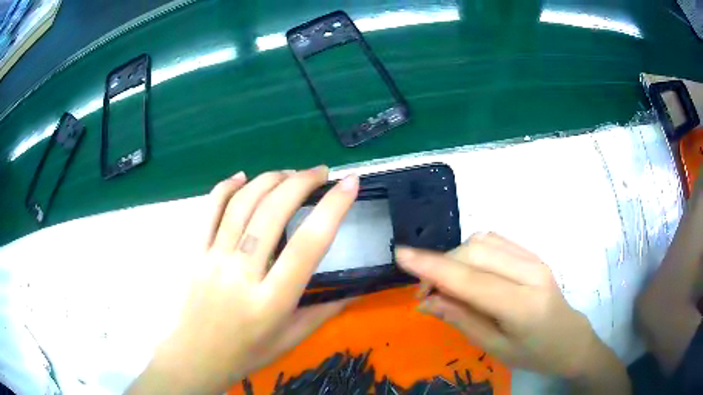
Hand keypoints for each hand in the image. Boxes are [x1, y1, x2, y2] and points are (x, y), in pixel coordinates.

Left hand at [127, 166, 358, 394]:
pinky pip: (209, 211)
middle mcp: (241, 274)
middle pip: (271, 213)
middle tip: (320, 172)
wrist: (196, 356)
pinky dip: (226, 187)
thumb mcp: (291, 339)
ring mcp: (213, 259)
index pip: (308, 246)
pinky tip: (243, 176)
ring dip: (269, 179)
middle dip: (300, 182)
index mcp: (271, 301)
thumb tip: (355, 288)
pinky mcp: (195, 253)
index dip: (332, 208)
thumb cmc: (247, 352)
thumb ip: (324, 311)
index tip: (349, 183)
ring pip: (241, 205)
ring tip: (289, 172)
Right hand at [395, 233, 629, 392]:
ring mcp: (534, 258)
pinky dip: (472, 251)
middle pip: (474, 251)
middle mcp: (530, 272)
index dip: (432, 266)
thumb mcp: (495, 348)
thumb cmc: (533, 353)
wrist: (569, 339)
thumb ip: (462, 320)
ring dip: (455, 257)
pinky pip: (494, 240)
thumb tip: (427, 300)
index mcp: (522, 305)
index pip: (471, 279)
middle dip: (441, 265)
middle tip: (425, 293)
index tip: (401, 255)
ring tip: (446, 284)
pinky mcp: (533, 253)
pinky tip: (469, 272)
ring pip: (482, 241)